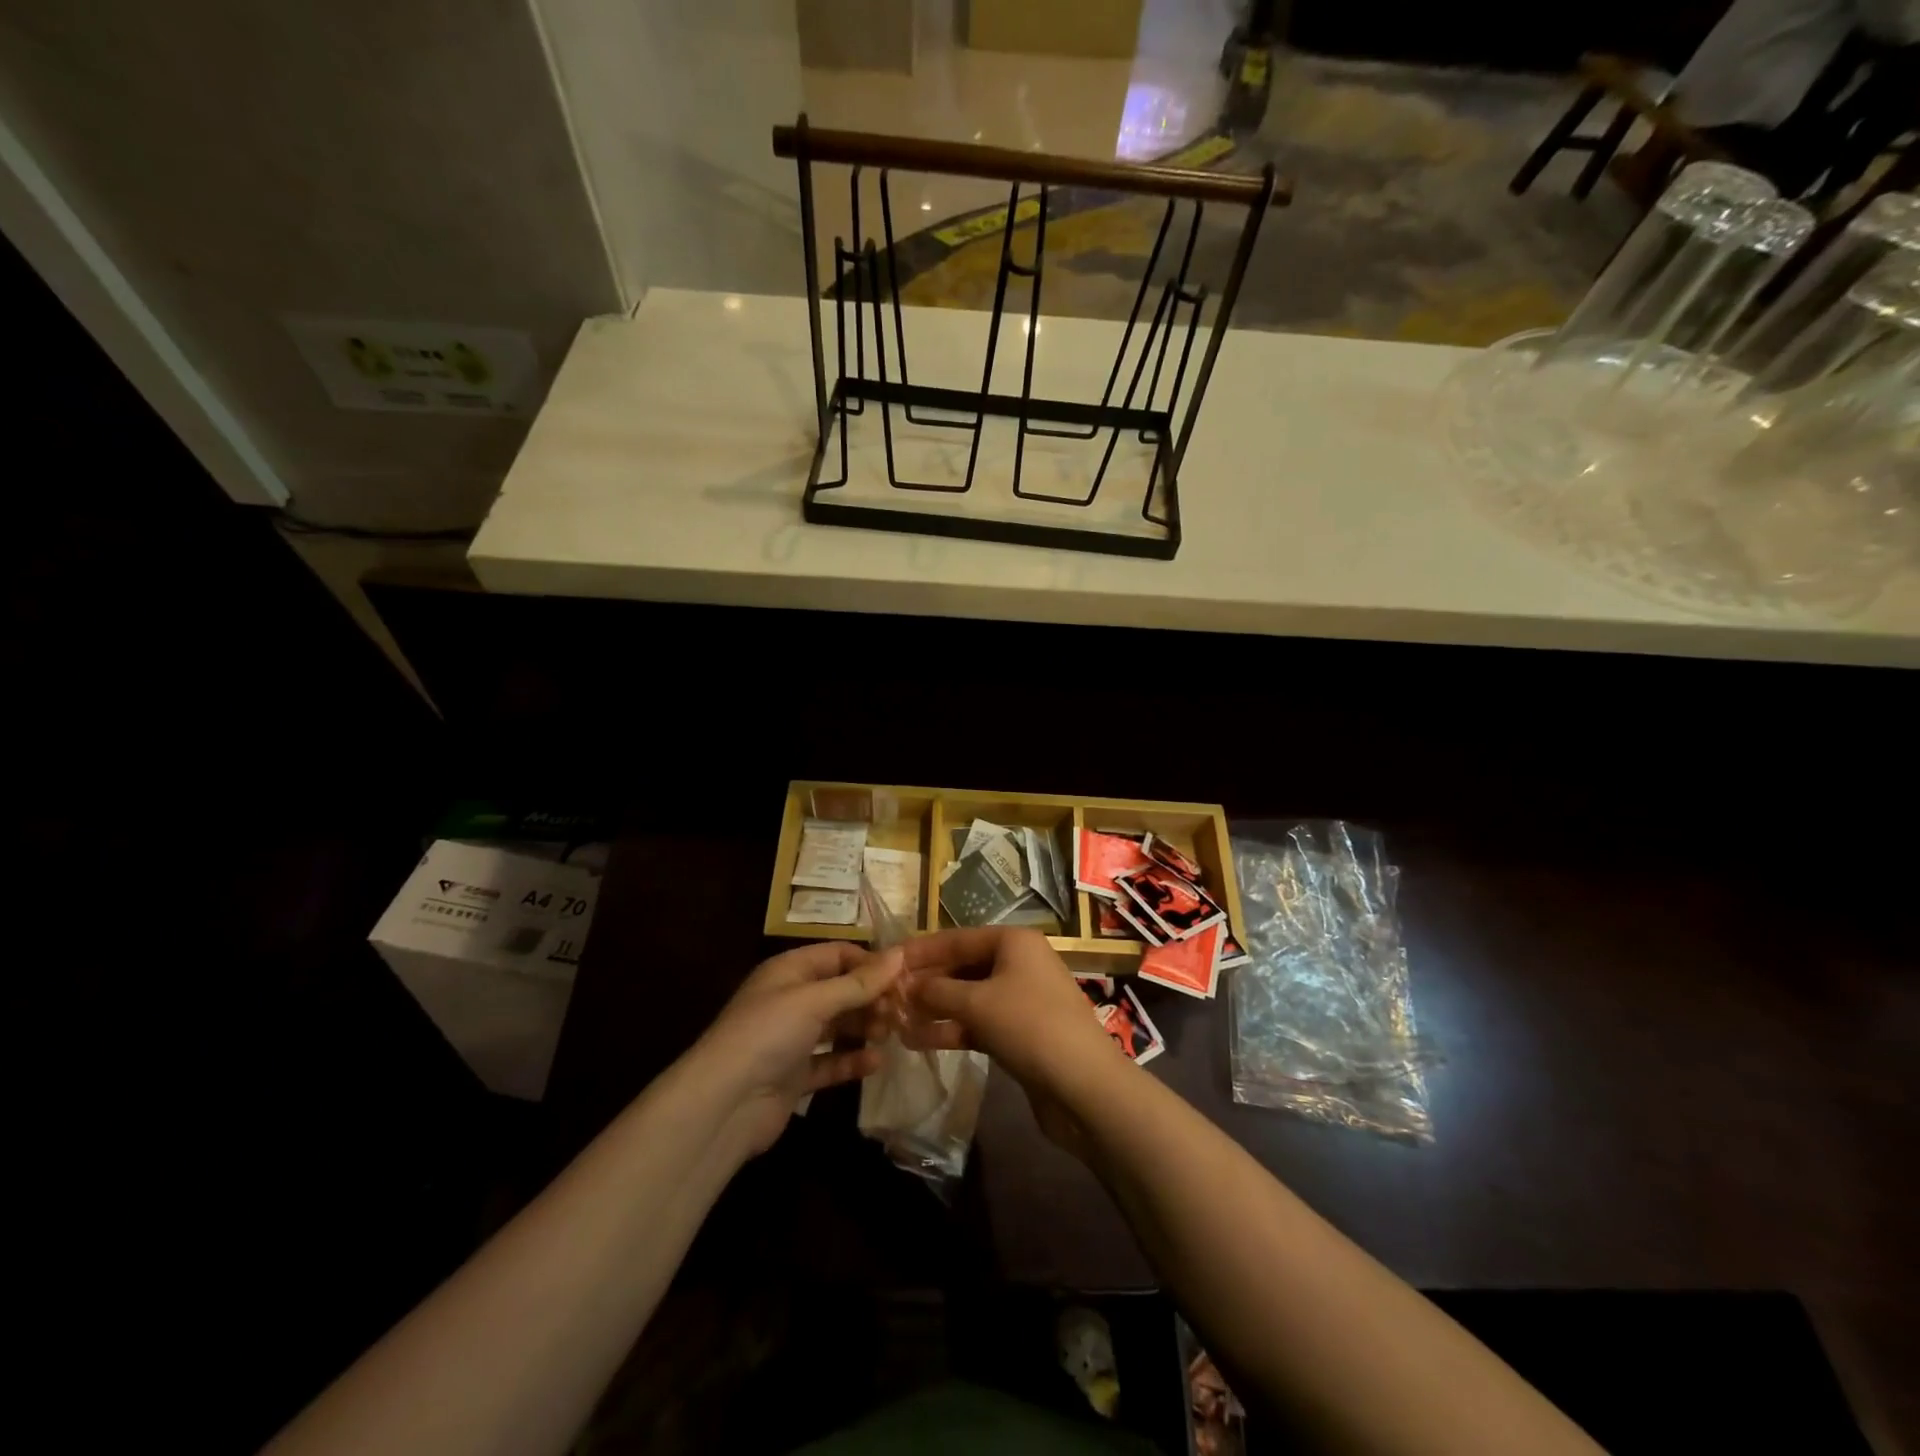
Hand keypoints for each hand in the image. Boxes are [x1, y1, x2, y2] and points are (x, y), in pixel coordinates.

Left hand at [689, 940, 901, 1155]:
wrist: (723, 1104)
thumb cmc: (768, 1034)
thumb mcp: (815, 1000)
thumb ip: (859, 982)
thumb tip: (901, 953)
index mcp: (789, 971)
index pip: (837, 954)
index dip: (870, 962)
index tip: (904, 975)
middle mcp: (790, 1000)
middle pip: (840, 990)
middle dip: (871, 997)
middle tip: (902, 1010)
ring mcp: (791, 1039)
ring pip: (837, 1026)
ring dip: (865, 1027)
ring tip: (892, 1033)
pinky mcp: (795, 1076)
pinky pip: (831, 1062)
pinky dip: (852, 1061)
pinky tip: (877, 1062)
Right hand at [898, 927, 1125, 1155]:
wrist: (1084, 1086)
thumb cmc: (1029, 1026)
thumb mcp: (977, 1003)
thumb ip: (936, 991)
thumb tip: (905, 986)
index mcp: (1013, 942)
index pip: (955, 938)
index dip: (919, 951)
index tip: (885, 961)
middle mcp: (1018, 963)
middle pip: (961, 966)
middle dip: (925, 983)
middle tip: (886, 997)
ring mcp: (1021, 999)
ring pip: (968, 997)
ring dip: (934, 1009)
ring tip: (896, 1022)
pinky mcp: (1021, 1032)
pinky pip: (979, 1022)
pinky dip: (953, 1029)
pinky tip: (920, 1041)